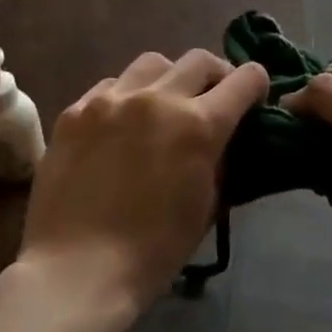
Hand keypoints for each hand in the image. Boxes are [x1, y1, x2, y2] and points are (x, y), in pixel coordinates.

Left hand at [17, 50, 268, 316]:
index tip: (252, 101)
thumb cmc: (155, 249)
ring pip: (153, 63)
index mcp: (199, 124)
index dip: (256, 86)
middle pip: (200, 60)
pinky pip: (111, 85)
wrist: (77, 271)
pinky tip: (120, 124)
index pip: (245, 78)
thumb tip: (223, 140)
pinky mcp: (75, 111)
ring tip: (162, 106)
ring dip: (169, 79)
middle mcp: (158, 98)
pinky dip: (126, 96)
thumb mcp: (207, 204)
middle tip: (211, 101)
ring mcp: (111, 100)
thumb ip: (219, 159)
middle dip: (216, 76)